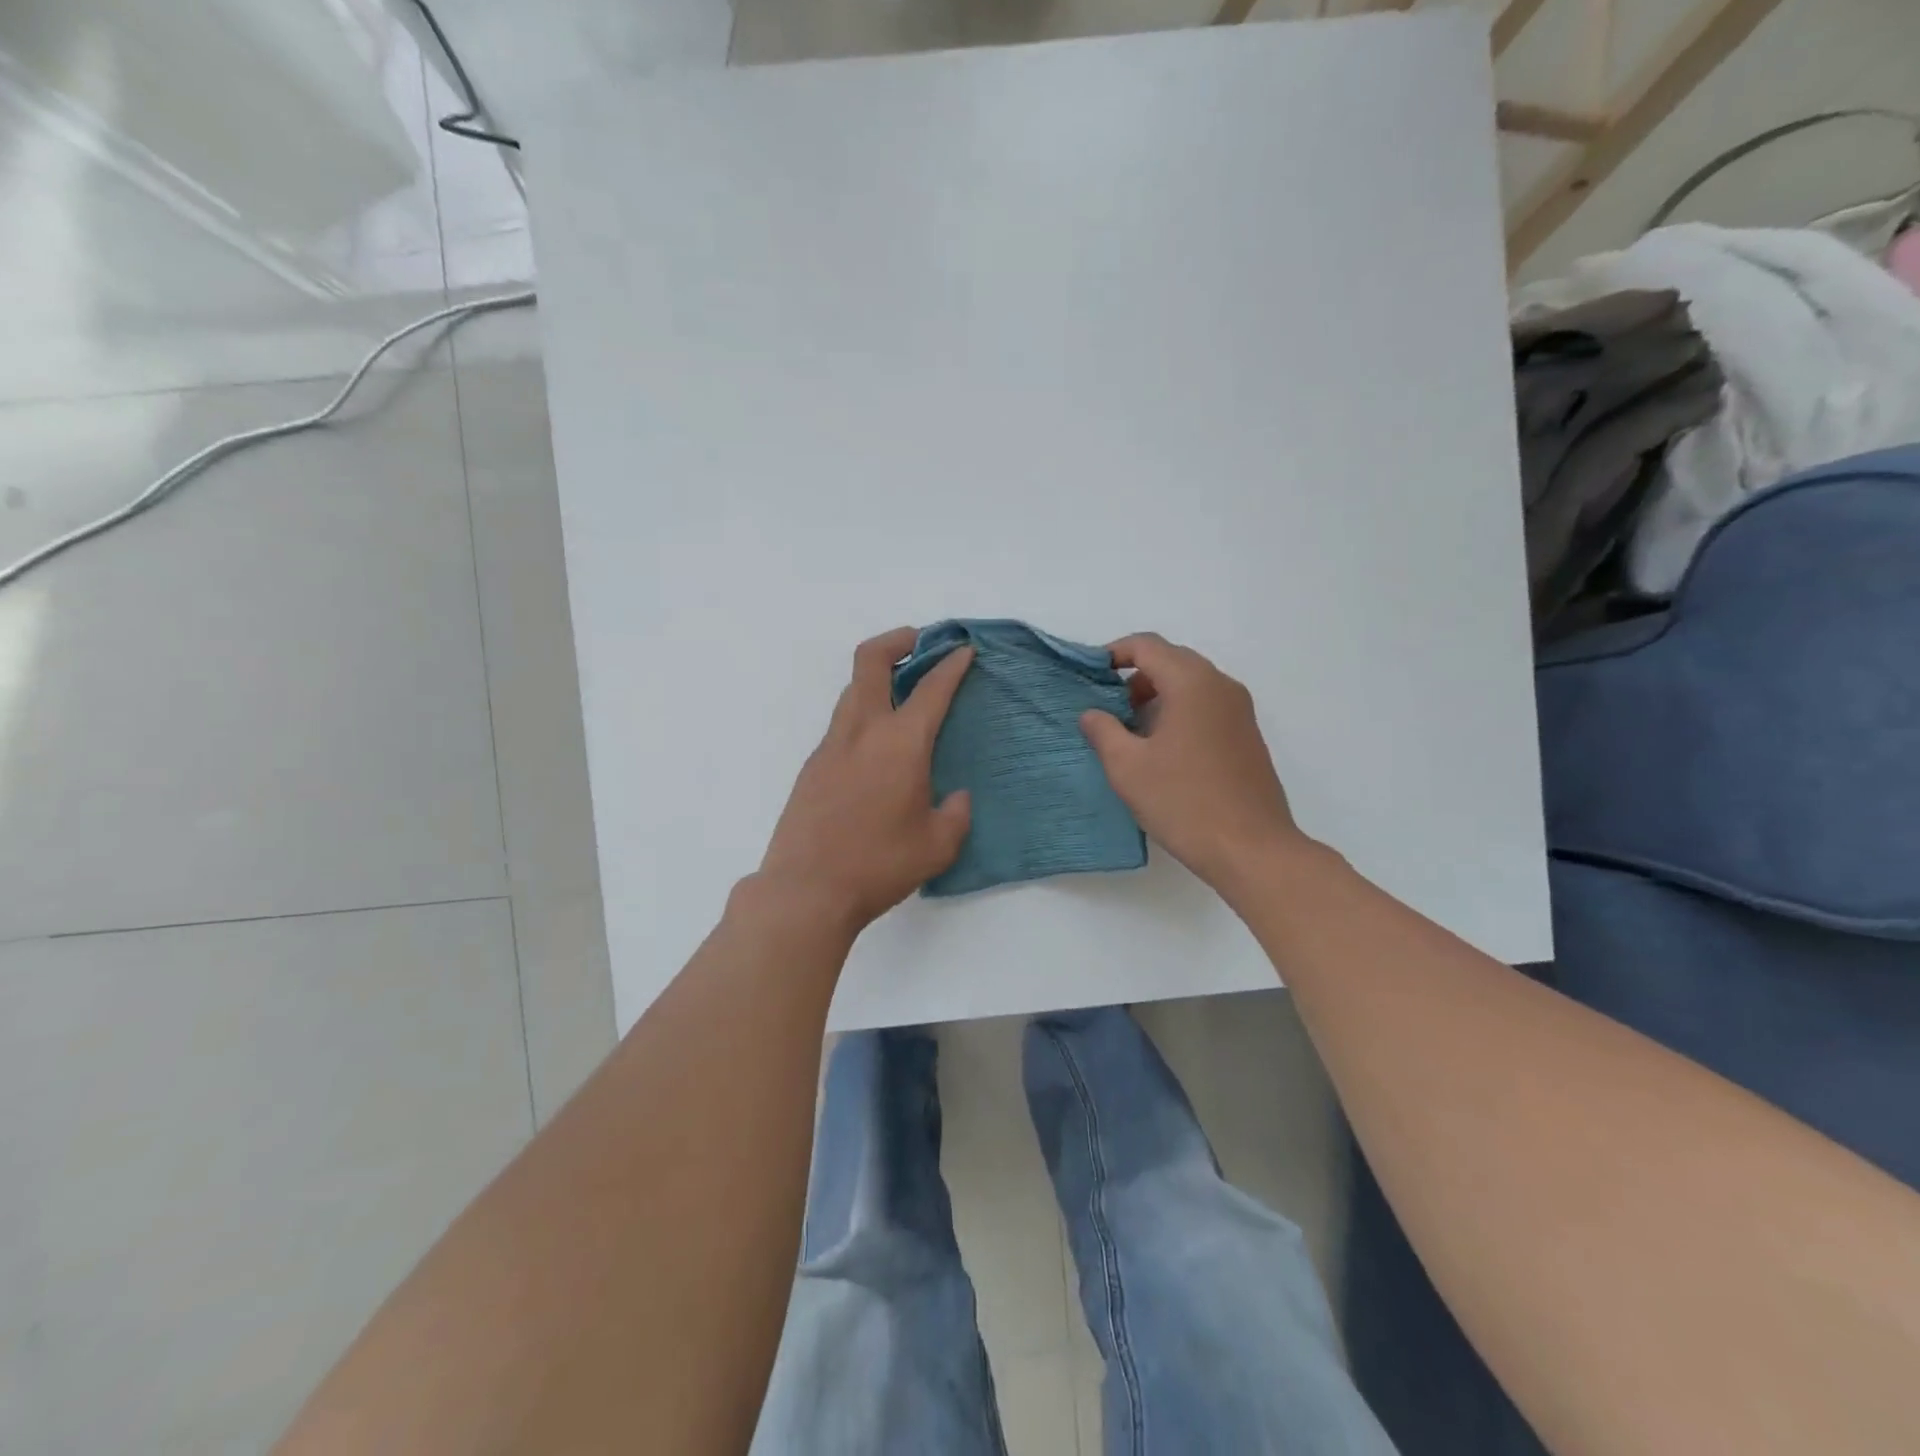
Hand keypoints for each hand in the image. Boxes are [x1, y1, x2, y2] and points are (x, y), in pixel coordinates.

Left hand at [759, 627, 973, 934]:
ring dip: (877, 679)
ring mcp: (831, 746)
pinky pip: (841, 725)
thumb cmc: (879, 865)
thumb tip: (956, 797)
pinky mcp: (812, 766)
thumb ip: (956, 814)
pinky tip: (876, 749)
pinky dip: (862, 716)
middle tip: (920, 642)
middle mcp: (862, 732)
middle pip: (871, 661)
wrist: (806, 890)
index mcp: (900, 744)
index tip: (963, 650)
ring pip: (852, 691)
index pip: (931, 689)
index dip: (952, 665)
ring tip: (901, 695)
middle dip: (898, 640)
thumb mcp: (937, 846)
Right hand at [1079, 633, 1304, 888]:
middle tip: (1107, 706)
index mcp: (1191, 683)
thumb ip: (1103, 731)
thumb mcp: (1128, 767)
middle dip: (1135, 676)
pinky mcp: (1247, 735)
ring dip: (1157, 695)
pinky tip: (1162, 749)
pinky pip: (1207, 705)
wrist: (1251, 849)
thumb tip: (1091, 713)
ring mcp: (1240, 710)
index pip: (1147, 646)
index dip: (1113, 654)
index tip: (1089, 676)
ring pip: (1190, 683)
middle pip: (1171, 659)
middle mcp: (1220, 685)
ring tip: (1130, 731)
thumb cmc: (1183, 802)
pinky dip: (1179, 711)